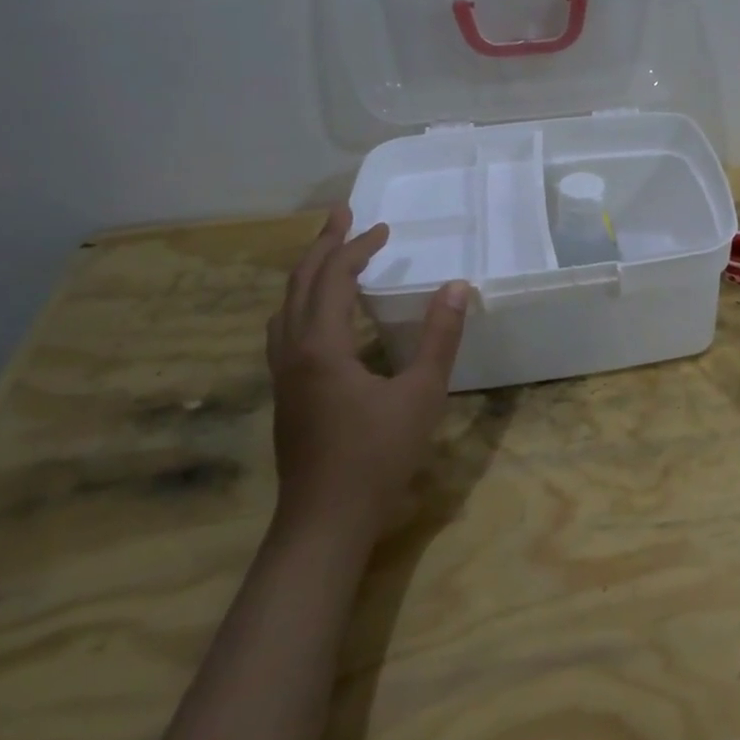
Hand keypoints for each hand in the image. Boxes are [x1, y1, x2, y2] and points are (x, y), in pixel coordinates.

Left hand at [265, 206, 468, 538]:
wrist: (324, 522)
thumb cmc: (376, 456)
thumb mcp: (421, 393)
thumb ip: (440, 338)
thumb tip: (457, 287)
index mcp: (320, 345)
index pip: (332, 277)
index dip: (356, 247)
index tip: (384, 229)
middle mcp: (292, 352)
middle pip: (299, 283)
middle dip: (322, 246)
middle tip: (343, 216)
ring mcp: (283, 375)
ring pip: (286, 308)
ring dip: (308, 274)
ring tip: (331, 257)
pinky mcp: (286, 395)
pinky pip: (286, 330)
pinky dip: (304, 304)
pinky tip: (323, 318)